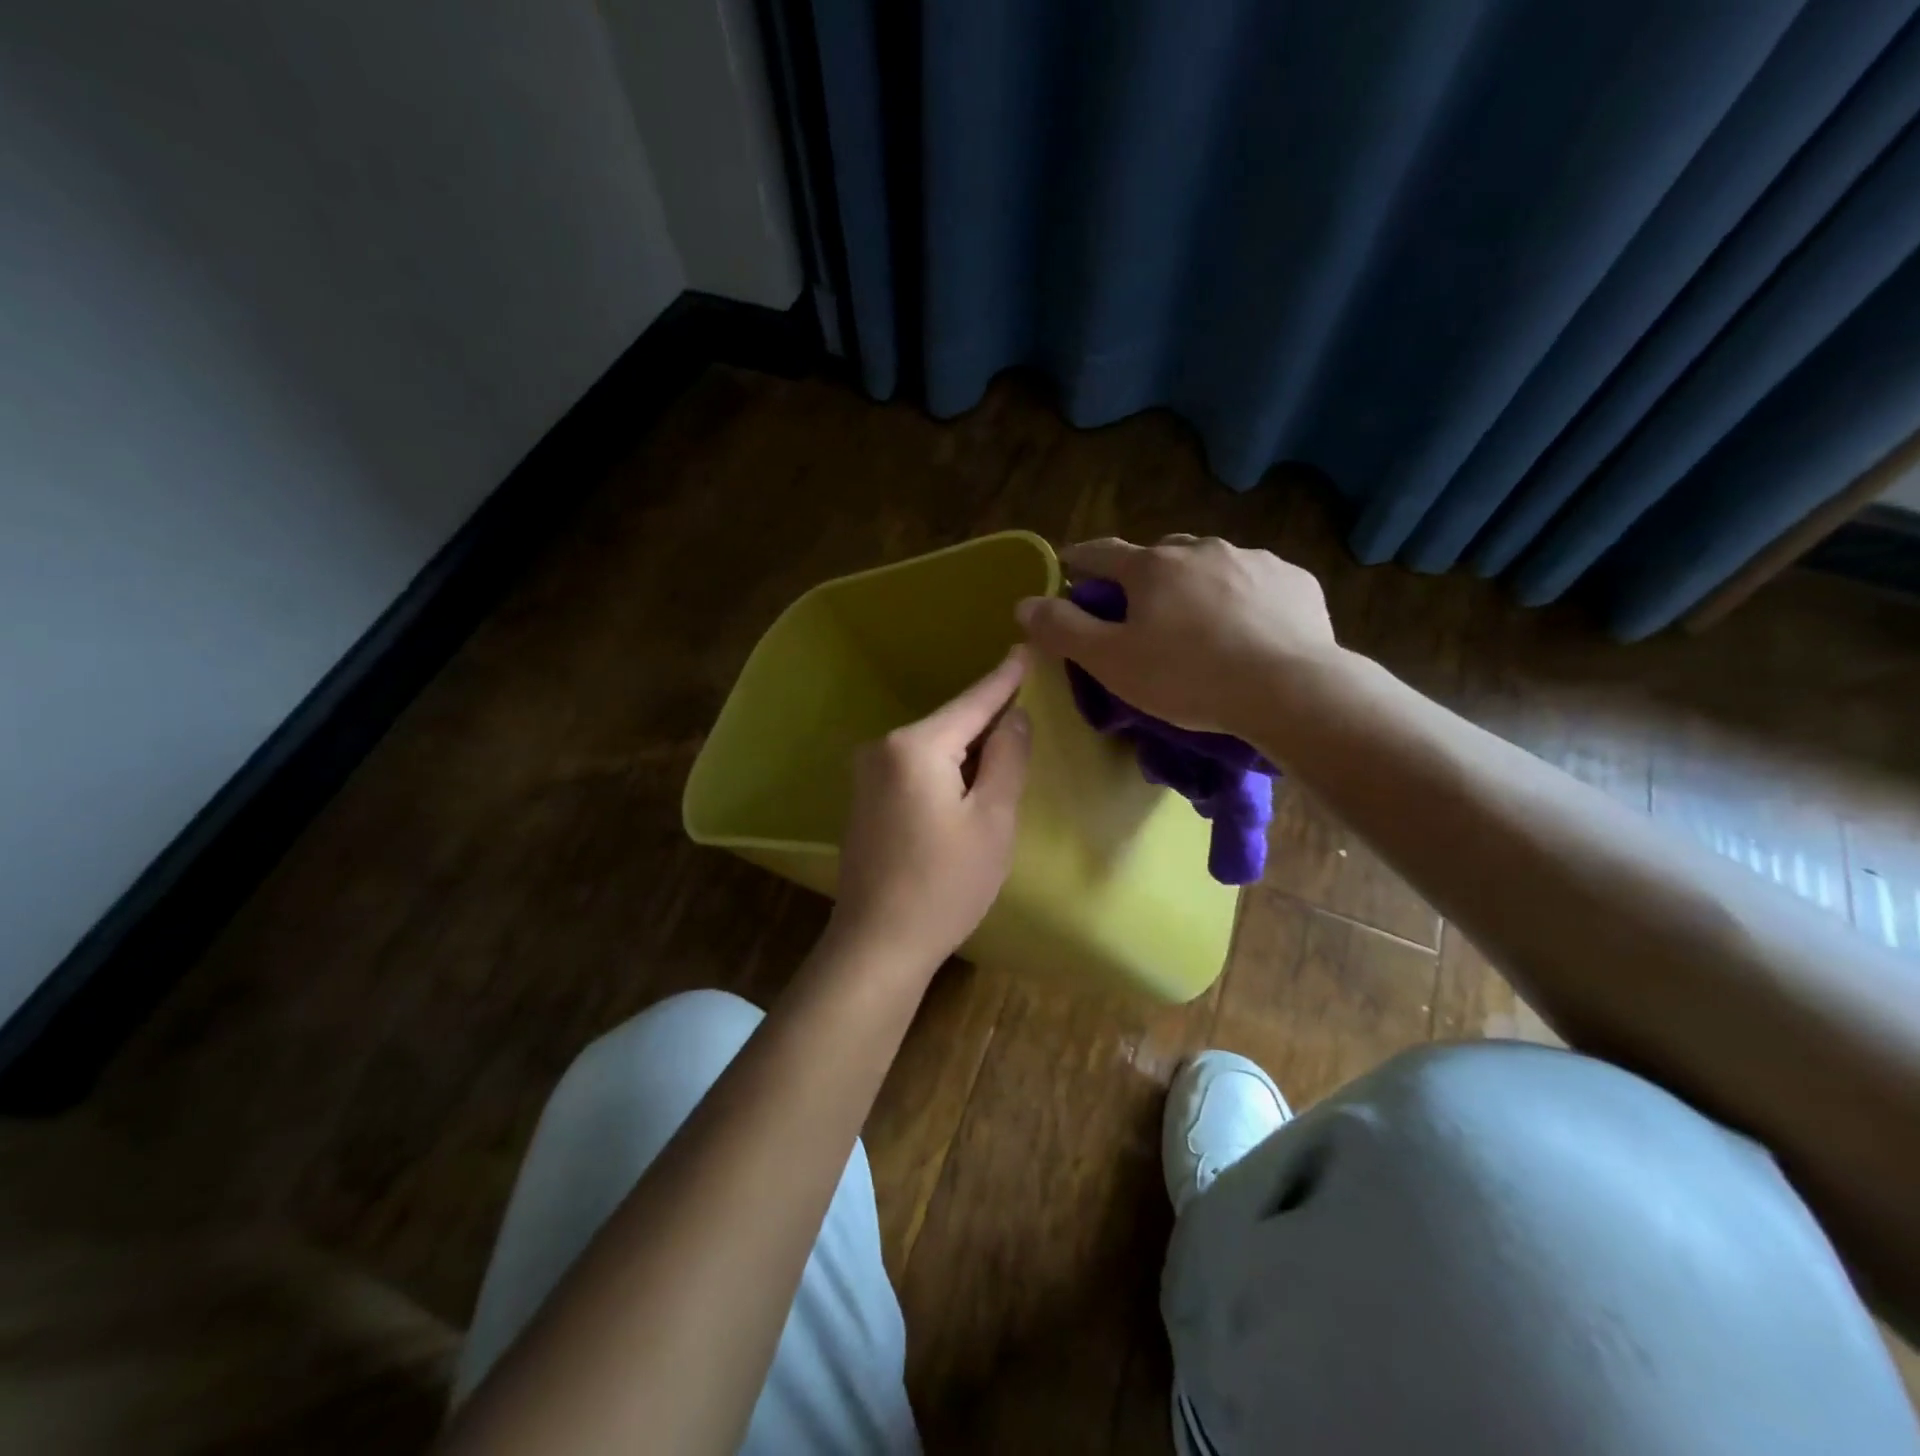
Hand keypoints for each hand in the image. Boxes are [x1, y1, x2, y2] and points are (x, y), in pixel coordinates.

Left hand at [830, 649, 1031, 969]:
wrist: (877, 943)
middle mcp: (883, 748)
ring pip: (932, 747)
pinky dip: (944, 769)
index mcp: (916, 746)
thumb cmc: (945, 884)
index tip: (1025, 647)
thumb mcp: (992, 820)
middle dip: (988, 719)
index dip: (1004, 678)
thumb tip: (1015, 716)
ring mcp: (867, 774)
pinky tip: (965, 784)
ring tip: (1005, 750)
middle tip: (1027, 708)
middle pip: (950, 724)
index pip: (972, 702)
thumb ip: (1007, 758)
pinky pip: (914, 768)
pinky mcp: (864, 799)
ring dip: (967, 749)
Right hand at [1016, 535, 1338, 735]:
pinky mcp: (1294, 580)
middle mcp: (1200, 549)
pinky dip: (1242, 597)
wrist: (1290, 690)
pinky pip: (1256, 581)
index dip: (1078, 560)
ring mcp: (1253, 560)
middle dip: (1142, 574)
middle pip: (1159, 554)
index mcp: (1152, 566)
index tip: (1067, 566)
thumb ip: (1063, 630)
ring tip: (1200, 622)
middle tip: (1141, 608)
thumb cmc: (1188, 677)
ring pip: (1210, 564)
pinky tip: (1248, 628)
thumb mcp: (1111, 661)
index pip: (1100, 552)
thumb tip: (1025, 603)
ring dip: (1196, 583)